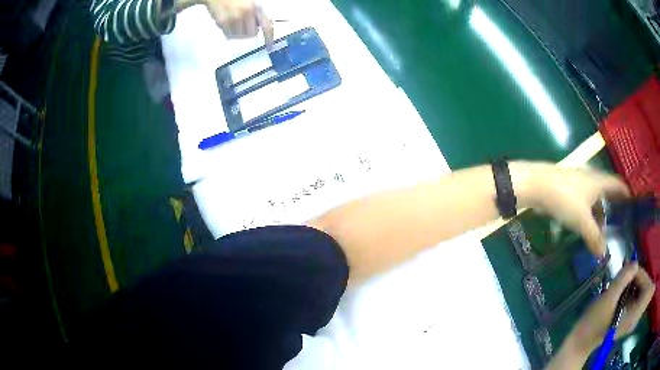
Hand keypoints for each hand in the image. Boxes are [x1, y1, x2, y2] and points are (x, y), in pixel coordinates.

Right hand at [202, 0, 273, 46]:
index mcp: (256, 8)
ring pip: (240, 36)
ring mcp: (234, 19)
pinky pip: (229, 35)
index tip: (270, 47)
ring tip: (235, 21)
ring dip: (239, 32)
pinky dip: (229, 32)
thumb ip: (257, 14)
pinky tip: (228, 22)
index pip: (267, 27)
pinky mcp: (223, 23)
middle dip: (249, 31)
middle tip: (244, 23)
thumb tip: (261, 26)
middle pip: (252, 34)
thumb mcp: (251, 3)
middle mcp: (246, 13)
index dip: (269, 39)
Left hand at [513, 163, 630, 255]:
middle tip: (618, 229)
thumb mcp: (582, 221)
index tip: (633, 209)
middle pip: (608, 194)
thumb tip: (604, 254)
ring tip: (601, 235)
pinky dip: (588, 216)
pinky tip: (585, 229)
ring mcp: (580, 184)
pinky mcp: (569, 190)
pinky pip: (584, 204)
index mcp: (600, 181)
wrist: (536, 185)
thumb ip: (594, 237)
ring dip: (599, 216)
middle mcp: (592, 179)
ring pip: (595, 201)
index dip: (627, 195)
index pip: (619, 185)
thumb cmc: (565, 199)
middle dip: (613, 210)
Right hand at [546, 263, 654, 368]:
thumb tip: (635, 263)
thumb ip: (623, 278)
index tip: (629, 267)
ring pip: (638, 293)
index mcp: (632, 316)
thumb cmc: (593, 323)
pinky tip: (621, 290)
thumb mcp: (608, 298)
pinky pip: (633, 300)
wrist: (579, 343)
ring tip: (623, 278)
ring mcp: (629, 320)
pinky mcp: (625, 319)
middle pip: (643, 289)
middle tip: (626, 271)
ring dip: (633, 283)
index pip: (645, 287)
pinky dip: (630, 291)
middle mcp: (633, 318)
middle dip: (637, 278)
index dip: (639, 274)